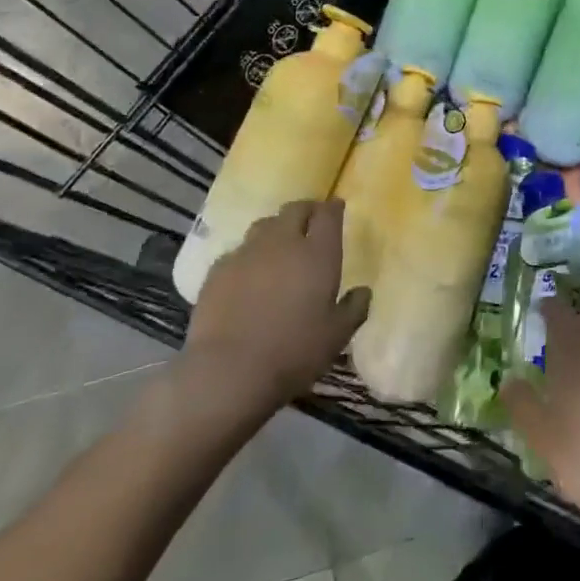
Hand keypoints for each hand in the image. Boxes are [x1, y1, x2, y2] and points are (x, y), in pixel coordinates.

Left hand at [170, 201, 369, 446]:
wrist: (227, 372)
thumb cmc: (293, 352)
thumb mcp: (337, 336)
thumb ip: (354, 308)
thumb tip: (363, 292)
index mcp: (318, 253)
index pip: (328, 214)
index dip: (333, 208)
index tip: (337, 208)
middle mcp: (283, 242)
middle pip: (295, 209)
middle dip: (306, 211)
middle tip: (311, 223)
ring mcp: (246, 253)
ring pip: (264, 225)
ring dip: (276, 229)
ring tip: (278, 247)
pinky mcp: (217, 271)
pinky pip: (237, 251)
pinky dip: (248, 255)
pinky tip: (247, 275)